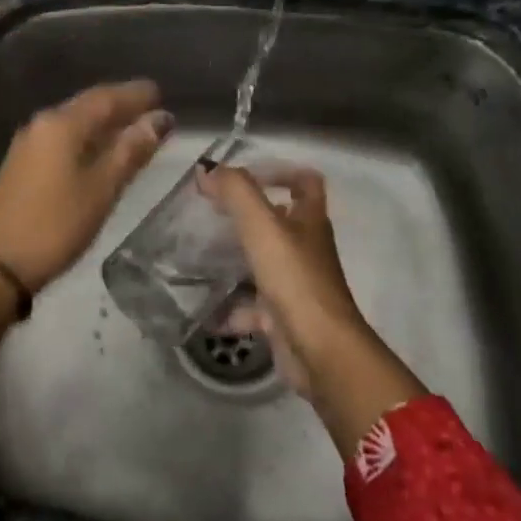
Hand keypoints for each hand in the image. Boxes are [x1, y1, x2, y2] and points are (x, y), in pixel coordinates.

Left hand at [0, 79, 172, 290]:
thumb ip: (131, 151)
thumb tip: (160, 119)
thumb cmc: (56, 225)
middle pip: (88, 104)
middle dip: (120, 104)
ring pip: (74, 120)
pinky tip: (100, 148)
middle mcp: (42, 123)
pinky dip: (86, 136)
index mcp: (62, 124)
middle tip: (152, 106)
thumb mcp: (102, 189)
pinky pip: (61, 137)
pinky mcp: (21, 162)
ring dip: (103, 120)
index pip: (106, 97)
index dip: (136, 94)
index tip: (161, 92)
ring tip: (133, 125)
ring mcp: (28, 142)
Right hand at [200, 165, 365, 394]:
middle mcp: (306, 249)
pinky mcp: (284, 317)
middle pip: (279, 222)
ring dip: (235, 260)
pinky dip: (230, 308)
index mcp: (310, 221)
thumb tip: (207, 169)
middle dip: (246, 217)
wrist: (321, 351)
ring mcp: (297, 285)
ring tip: (199, 256)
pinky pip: (253, 307)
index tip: (245, 176)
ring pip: (263, 264)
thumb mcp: (262, 226)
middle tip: (210, 213)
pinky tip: (204, 308)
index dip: (281, 171)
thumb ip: (235, 192)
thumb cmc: (295, 279)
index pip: (306, 182)